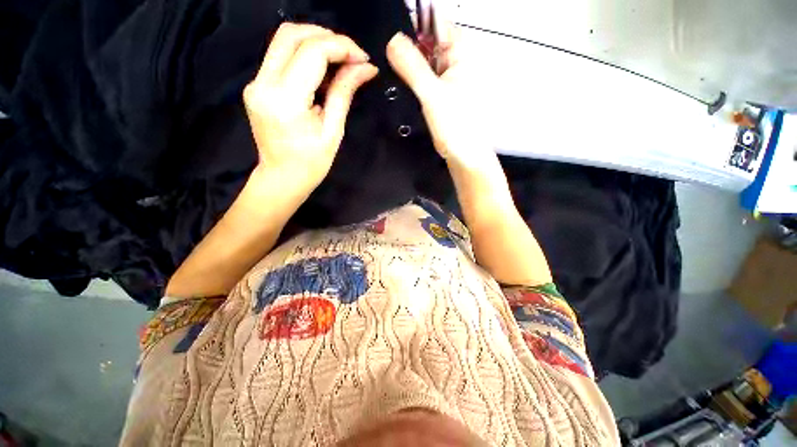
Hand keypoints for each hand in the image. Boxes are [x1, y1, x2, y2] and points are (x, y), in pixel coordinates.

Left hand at [244, 23, 377, 186]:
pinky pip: (280, 56)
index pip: (312, 52)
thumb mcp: (333, 131)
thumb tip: (366, 68)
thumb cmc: (312, 163)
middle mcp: (263, 84)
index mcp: (285, 100)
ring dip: (315, 42)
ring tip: (340, 61)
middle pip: (291, 34)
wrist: (282, 177)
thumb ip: (344, 93)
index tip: (363, 58)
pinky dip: (304, 55)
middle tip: (351, 55)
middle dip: (327, 37)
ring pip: (283, 40)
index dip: (341, 47)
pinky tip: (322, 71)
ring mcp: (255, 82)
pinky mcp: (256, 84)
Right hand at [387, 25, 494, 173]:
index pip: (436, 24)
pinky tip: (408, 91)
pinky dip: (414, 83)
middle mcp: (456, 63)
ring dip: (410, 69)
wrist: (464, 156)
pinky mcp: (442, 95)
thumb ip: (412, 67)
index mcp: (461, 54)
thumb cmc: (458, 128)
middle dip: (409, 50)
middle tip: (393, 63)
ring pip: (424, 63)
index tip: (395, 41)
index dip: (414, 28)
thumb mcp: (432, 94)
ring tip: (399, 80)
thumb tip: (393, 41)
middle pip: (428, 43)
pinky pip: (424, 80)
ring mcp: (449, 80)